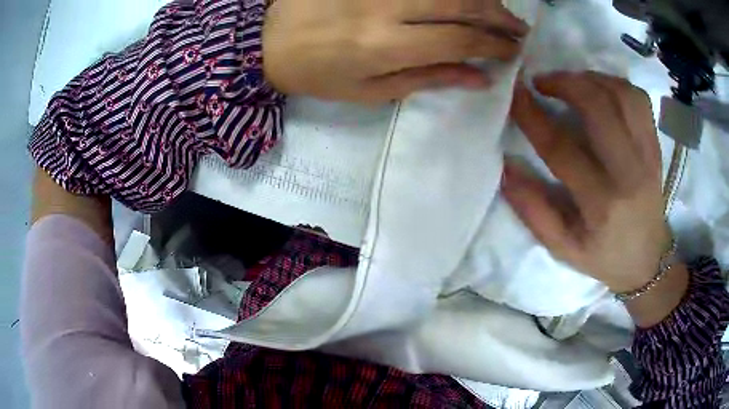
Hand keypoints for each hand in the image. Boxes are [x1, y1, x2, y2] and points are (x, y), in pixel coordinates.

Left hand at [262, 0, 528, 101]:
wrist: (269, 42)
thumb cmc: (320, 74)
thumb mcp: (372, 92)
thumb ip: (429, 79)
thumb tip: (481, 79)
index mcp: (386, 46)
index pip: (459, 40)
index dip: (493, 45)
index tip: (513, 51)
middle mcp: (386, 8)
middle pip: (460, 3)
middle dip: (498, 16)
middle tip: (519, 29)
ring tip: (500, 12)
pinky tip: (464, 0)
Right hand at [503, 71, 671, 293]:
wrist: (647, 259)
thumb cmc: (604, 256)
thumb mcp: (563, 248)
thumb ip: (534, 211)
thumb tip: (506, 168)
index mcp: (601, 204)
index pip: (562, 149)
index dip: (533, 117)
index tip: (514, 95)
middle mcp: (629, 173)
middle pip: (599, 108)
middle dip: (564, 83)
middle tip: (541, 83)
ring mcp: (648, 156)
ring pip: (622, 95)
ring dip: (590, 78)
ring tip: (570, 82)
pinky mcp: (655, 146)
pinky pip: (638, 100)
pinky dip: (615, 84)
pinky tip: (599, 90)